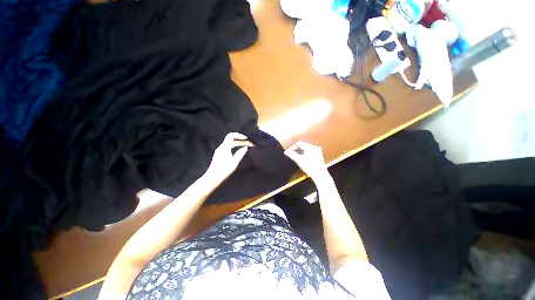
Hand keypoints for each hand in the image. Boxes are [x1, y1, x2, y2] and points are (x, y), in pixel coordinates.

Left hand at [204, 132, 251, 183]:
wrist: (213, 177)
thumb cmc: (224, 169)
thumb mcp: (235, 161)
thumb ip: (241, 153)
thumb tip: (245, 147)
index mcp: (225, 147)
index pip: (231, 135)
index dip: (238, 135)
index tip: (245, 138)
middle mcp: (221, 147)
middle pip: (230, 139)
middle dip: (238, 140)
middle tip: (245, 143)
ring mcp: (219, 151)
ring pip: (228, 144)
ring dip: (235, 144)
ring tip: (242, 148)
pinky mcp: (218, 155)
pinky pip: (226, 148)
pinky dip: (232, 148)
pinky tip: (236, 153)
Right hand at [284, 141, 327, 179]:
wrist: (319, 175)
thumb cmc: (311, 168)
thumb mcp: (299, 160)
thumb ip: (292, 155)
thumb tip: (286, 152)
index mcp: (310, 147)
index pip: (299, 143)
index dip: (292, 147)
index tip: (288, 152)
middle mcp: (315, 147)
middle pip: (303, 145)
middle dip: (296, 149)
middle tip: (291, 153)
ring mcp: (317, 151)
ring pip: (306, 148)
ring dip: (300, 151)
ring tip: (296, 156)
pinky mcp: (318, 155)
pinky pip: (310, 151)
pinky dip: (305, 153)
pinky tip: (303, 158)